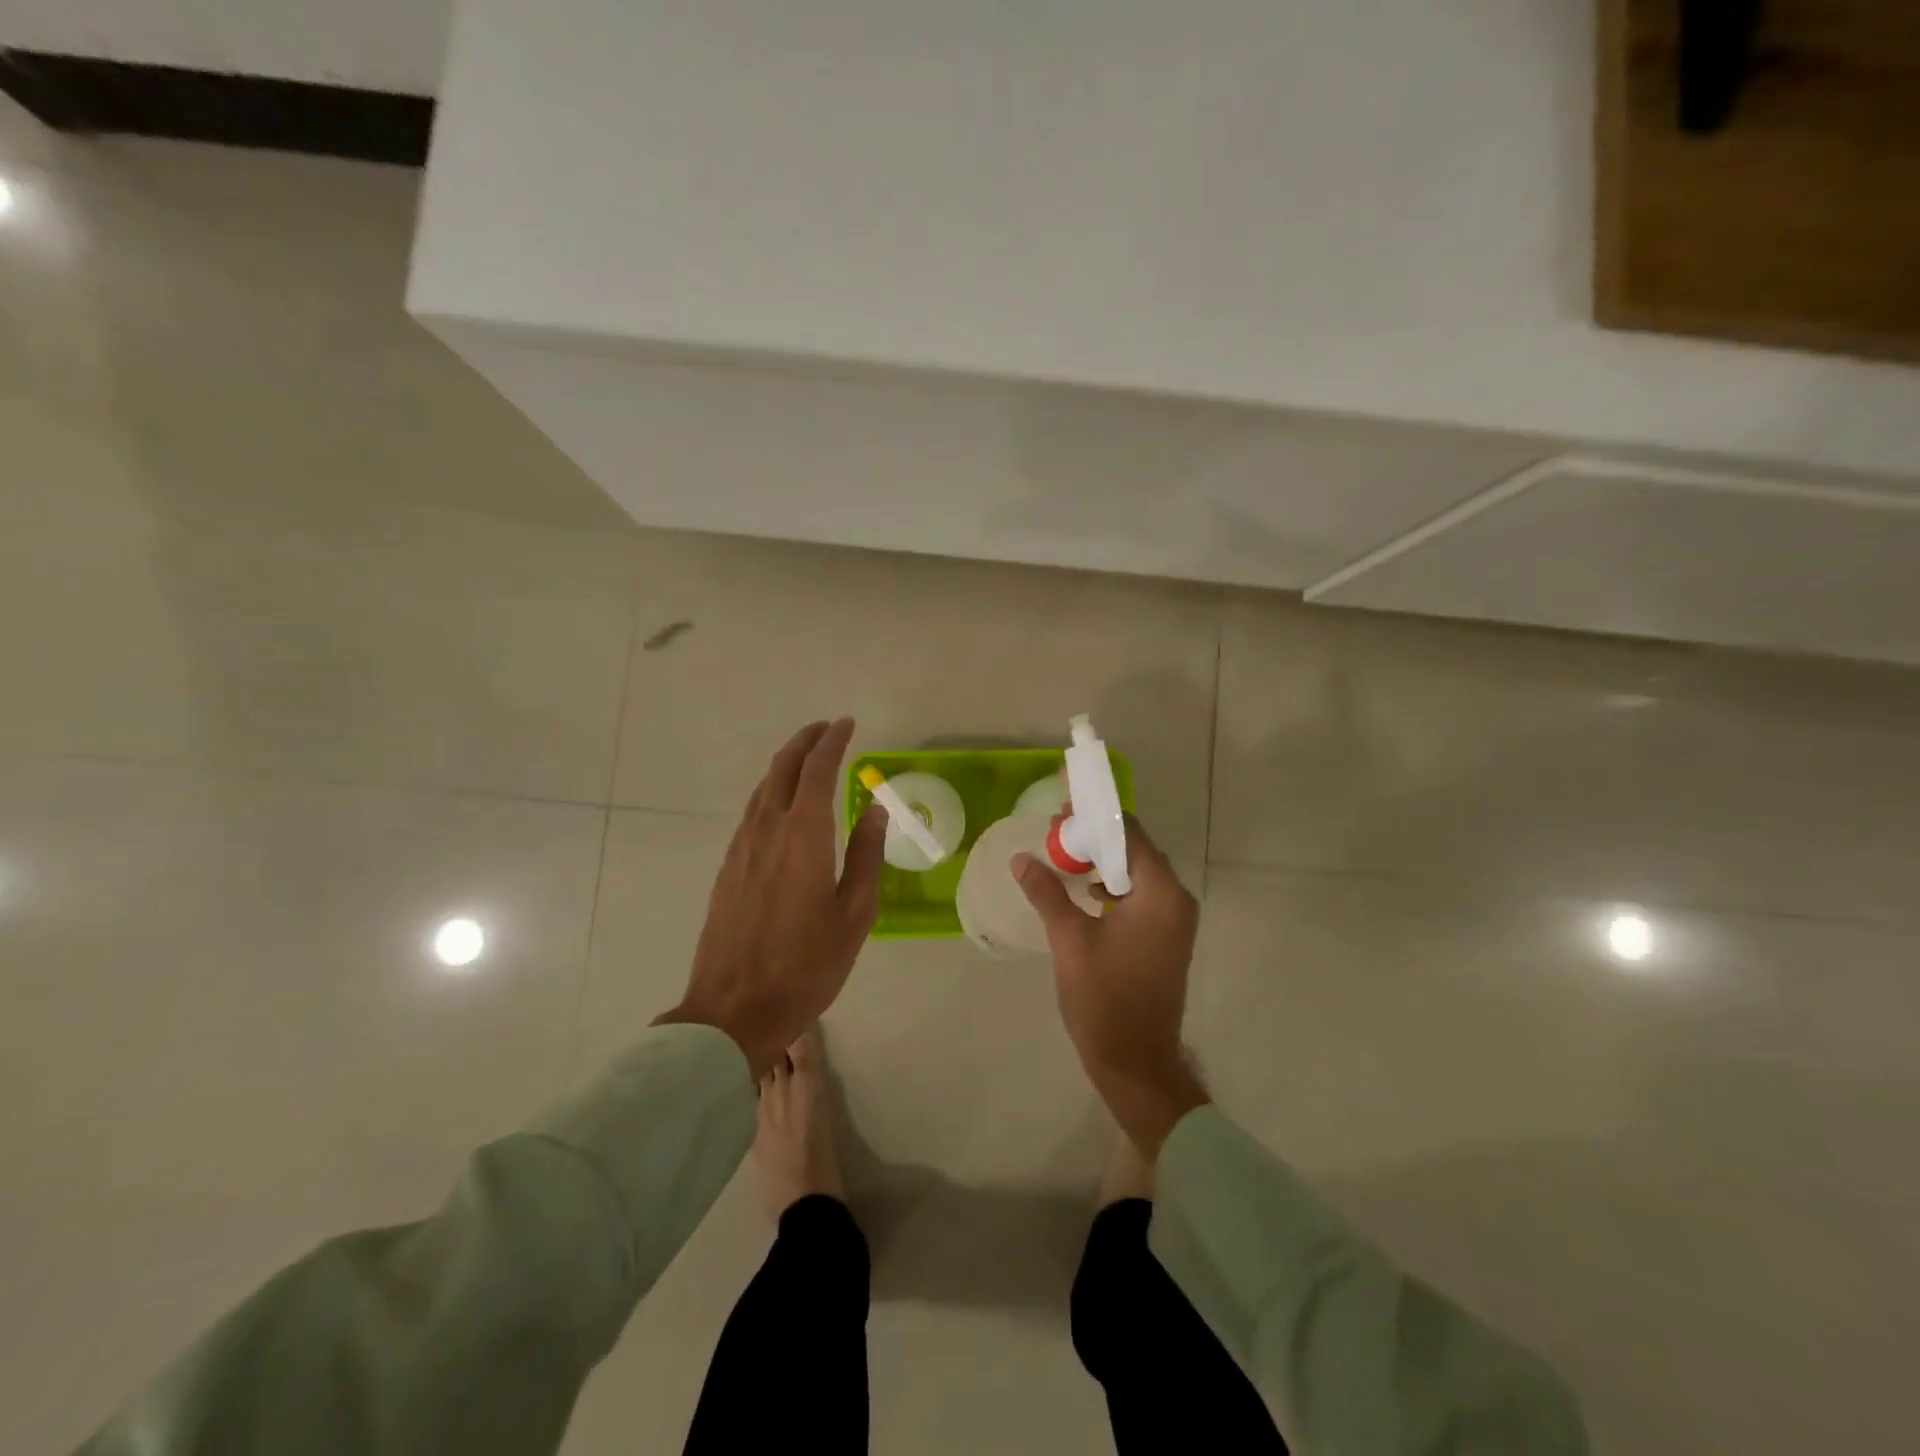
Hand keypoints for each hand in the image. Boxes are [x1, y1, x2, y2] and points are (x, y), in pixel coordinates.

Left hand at [656, 719, 884, 1075]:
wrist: (734, 1010)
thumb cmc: (807, 965)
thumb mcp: (855, 914)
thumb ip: (866, 856)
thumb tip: (874, 810)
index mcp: (803, 836)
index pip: (817, 771)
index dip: (832, 742)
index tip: (846, 724)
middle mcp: (767, 830)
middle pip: (782, 768)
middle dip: (804, 742)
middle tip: (826, 729)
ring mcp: (741, 848)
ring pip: (763, 788)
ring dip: (785, 765)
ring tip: (807, 759)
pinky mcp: (727, 868)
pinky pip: (751, 812)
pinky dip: (771, 792)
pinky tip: (782, 805)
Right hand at [1015, 816, 1209, 1158]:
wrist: (1136, 1063)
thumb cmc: (1104, 999)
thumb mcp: (1069, 940)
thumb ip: (1047, 892)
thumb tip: (1021, 858)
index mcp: (1159, 893)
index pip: (1129, 832)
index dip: (1095, 814)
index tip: (1062, 804)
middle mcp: (1175, 898)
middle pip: (1134, 849)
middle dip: (1094, 836)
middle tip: (1053, 830)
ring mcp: (1174, 919)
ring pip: (1136, 872)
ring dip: (1100, 861)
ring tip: (1061, 856)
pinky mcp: (1166, 936)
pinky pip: (1139, 895)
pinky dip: (1111, 885)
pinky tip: (1081, 891)